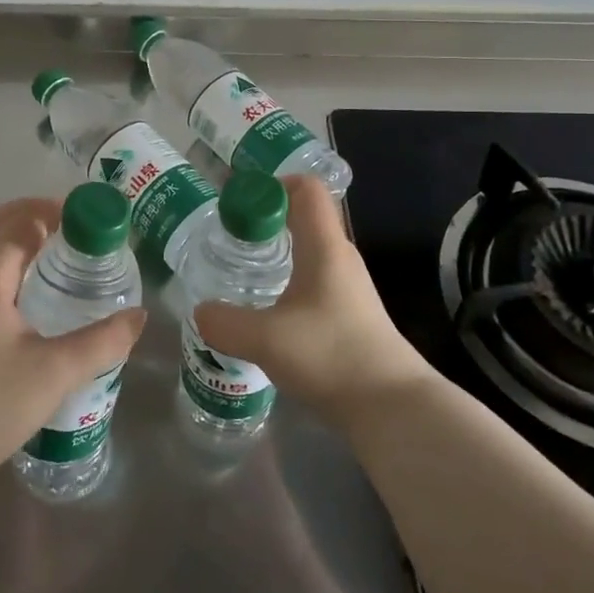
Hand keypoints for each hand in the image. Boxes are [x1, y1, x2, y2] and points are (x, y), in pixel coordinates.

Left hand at [0, 197, 144, 489]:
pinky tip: (28, 294)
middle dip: (30, 215)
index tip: (86, 214)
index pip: (17, 224)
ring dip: (15, 238)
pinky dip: (4, 264)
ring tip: (55, 252)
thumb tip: (138, 316)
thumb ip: (102, 341)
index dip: (51, 211)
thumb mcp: (56, 371)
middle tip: (72, 224)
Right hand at [193, 176, 431, 431]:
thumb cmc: (331, 356)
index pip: (306, 189)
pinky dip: (286, 283)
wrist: (392, 407)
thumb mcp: (266, 339)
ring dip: (275, 255)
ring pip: (307, 253)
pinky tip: (266, 312)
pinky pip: (312, 282)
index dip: (272, 185)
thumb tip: (201, 311)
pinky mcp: (349, 315)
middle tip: (230, 240)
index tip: (238, 206)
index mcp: (324, 247)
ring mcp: (348, 288)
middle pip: (303, 218)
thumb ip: (225, 322)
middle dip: (265, 221)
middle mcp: (340, 258)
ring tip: (241, 275)